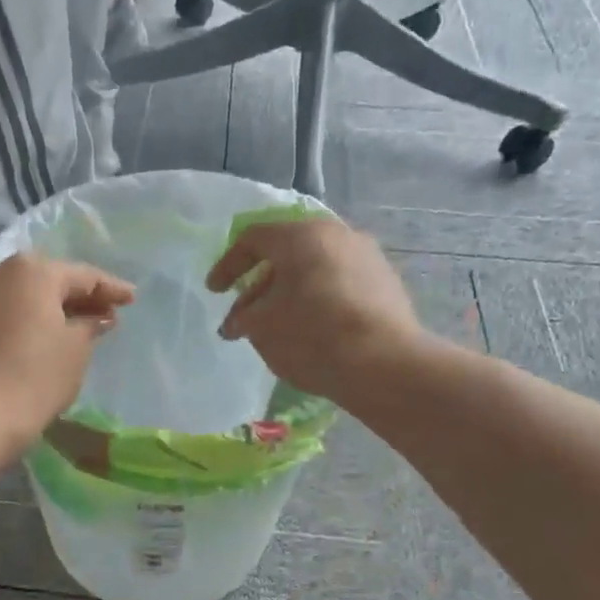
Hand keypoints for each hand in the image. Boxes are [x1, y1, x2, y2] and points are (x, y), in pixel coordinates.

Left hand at [0, 253, 134, 447]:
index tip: (130, 299)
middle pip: (42, 280)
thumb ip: (89, 324)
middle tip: (97, 313)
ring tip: (46, 320)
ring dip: (25, 302)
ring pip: (2, 289)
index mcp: (35, 271)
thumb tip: (97, 315)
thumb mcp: (76, 350)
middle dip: (69, 296)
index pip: (83, 276)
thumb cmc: (36, 379)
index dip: (110, 288)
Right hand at [206, 216, 420, 402]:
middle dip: (260, 282)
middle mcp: (337, 234)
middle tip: (245, 314)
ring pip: (315, 267)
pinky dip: (318, 298)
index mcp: (301, 235)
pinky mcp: (386, 282)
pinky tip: (313, 328)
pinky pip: (340, 282)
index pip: (253, 239)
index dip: (227, 264)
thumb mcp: (262, 327)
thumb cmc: (312, 335)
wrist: (384, 364)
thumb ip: (242, 318)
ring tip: (277, 324)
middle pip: (287, 252)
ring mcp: (367, 256)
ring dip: (290, 291)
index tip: (214, 291)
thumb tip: (235, 322)